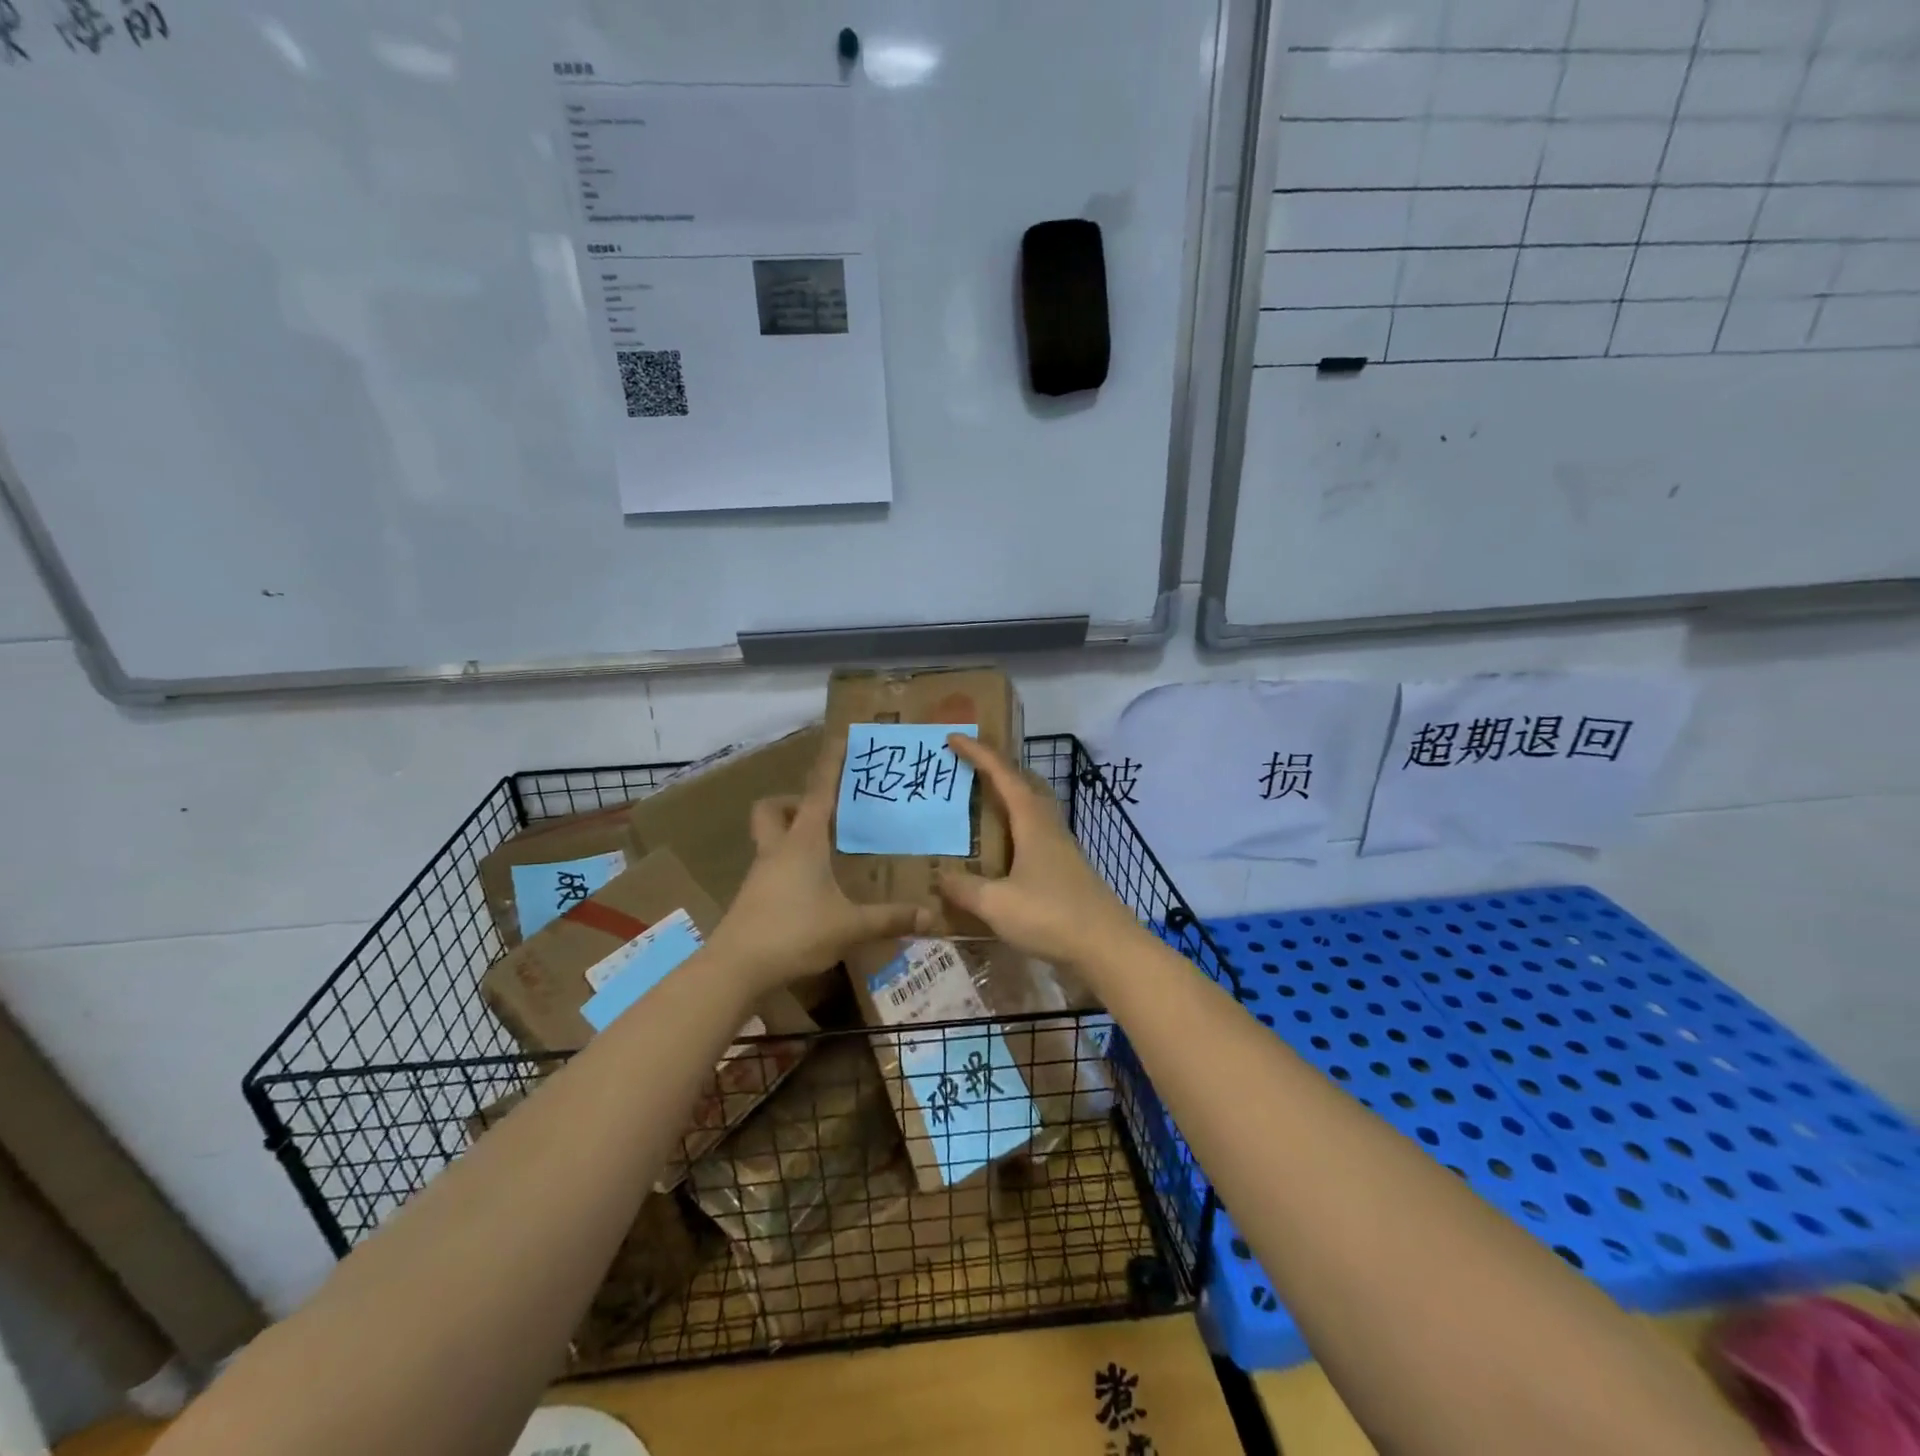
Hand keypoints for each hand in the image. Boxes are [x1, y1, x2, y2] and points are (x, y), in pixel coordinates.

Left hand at [706, 732, 931, 994]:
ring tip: (824, 853)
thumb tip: (931, 916)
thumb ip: (889, 919)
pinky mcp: (753, 897)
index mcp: (803, 843)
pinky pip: (770, 866)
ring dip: (790, 835)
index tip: (840, 740)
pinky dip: (788, 866)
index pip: (819, 793)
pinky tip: (810, 890)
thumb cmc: (794, 932)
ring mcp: (760, 873)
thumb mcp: (849, 926)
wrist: (735, 967)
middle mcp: (778, 849)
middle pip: (772, 809)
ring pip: (769, 837)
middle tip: (822, 816)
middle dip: (793, 803)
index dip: (830, 765)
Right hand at [935, 735, 1140, 970]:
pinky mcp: (1066, 870)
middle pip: (1024, 783)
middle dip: (996, 769)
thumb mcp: (997, 904)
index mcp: (1032, 821)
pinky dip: (1015, 828)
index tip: (954, 737)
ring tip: (981, 804)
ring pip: (1032, 808)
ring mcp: (1061, 848)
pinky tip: (1002, 850)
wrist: (1107, 948)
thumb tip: (940, 877)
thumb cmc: (1051, 916)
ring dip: (1008, 798)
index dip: (978, 753)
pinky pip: (1035, 834)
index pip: (1002, 774)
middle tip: (968, 767)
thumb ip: (965, 888)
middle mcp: (1049, 826)